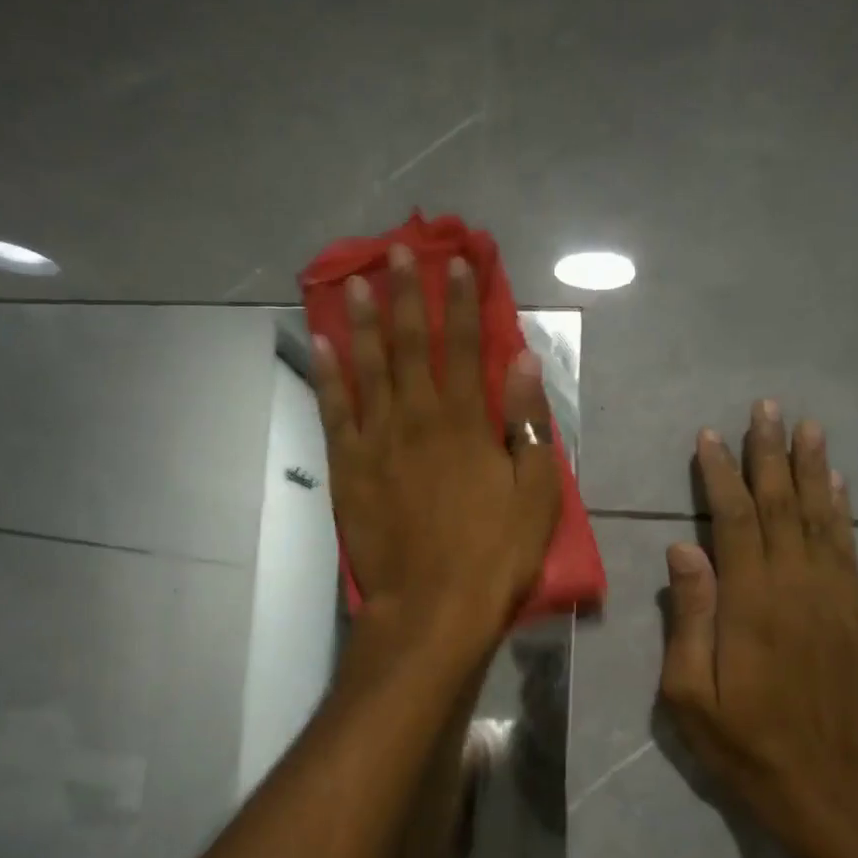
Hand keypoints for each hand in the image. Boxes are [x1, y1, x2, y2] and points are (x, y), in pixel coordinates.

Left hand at [312, 245, 562, 650]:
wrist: (431, 607)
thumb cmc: (493, 555)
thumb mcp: (535, 494)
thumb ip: (527, 423)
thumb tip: (524, 361)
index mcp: (467, 423)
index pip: (466, 346)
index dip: (463, 301)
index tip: (458, 262)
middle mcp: (418, 418)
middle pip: (412, 345)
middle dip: (408, 294)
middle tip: (397, 251)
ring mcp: (377, 441)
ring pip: (369, 367)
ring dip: (365, 321)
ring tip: (358, 282)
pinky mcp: (348, 467)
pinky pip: (334, 410)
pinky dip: (328, 374)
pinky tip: (322, 342)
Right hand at [660, 401, 857, 857]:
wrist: (823, 784)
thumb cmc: (741, 740)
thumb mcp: (688, 692)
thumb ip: (690, 617)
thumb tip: (684, 549)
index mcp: (750, 603)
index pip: (735, 520)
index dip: (722, 475)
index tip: (711, 437)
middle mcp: (796, 587)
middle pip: (782, 506)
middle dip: (770, 454)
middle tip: (767, 408)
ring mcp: (833, 598)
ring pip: (821, 518)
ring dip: (813, 469)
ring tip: (808, 427)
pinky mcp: (856, 614)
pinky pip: (848, 549)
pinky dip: (842, 511)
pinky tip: (838, 484)